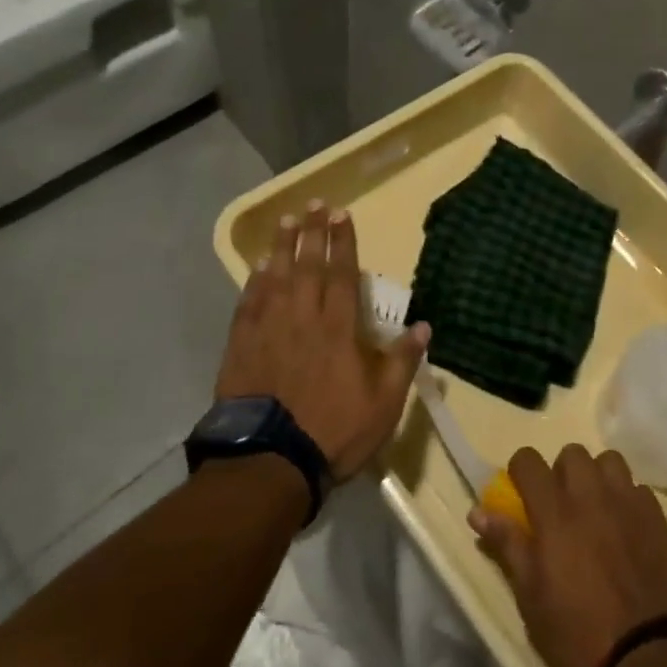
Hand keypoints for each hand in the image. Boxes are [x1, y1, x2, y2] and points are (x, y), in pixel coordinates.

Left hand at [215, 200, 428, 481]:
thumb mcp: (384, 404)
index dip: (343, 243)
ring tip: (286, 220)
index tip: (341, 214)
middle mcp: (303, 318)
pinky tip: (257, 268)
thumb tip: (424, 325)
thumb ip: (402, 362)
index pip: (342, 274)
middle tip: (314, 203)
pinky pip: (248, 304)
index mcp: (338, 329)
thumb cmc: (334, 432)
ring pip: (276, 278)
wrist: (270, 462)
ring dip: (282, 247)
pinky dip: (254, 282)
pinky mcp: (242, 347)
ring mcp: (269, 330)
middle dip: (312, 232)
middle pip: (308, 266)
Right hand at [469, 444, 666, 666]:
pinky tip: (626, 529)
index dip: (520, 472)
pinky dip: (627, 500)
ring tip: (596, 511)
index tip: (521, 495)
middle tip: (561, 508)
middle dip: (562, 472)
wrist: (649, 660)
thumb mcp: (531, 598)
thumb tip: (477, 511)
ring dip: (598, 478)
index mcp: (554, 512)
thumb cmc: (578, 634)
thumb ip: (507, 545)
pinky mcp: (657, 518)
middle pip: (571, 453)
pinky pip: (638, 489)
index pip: (528, 460)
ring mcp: (627, 503)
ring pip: (609, 462)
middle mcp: (590, 495)